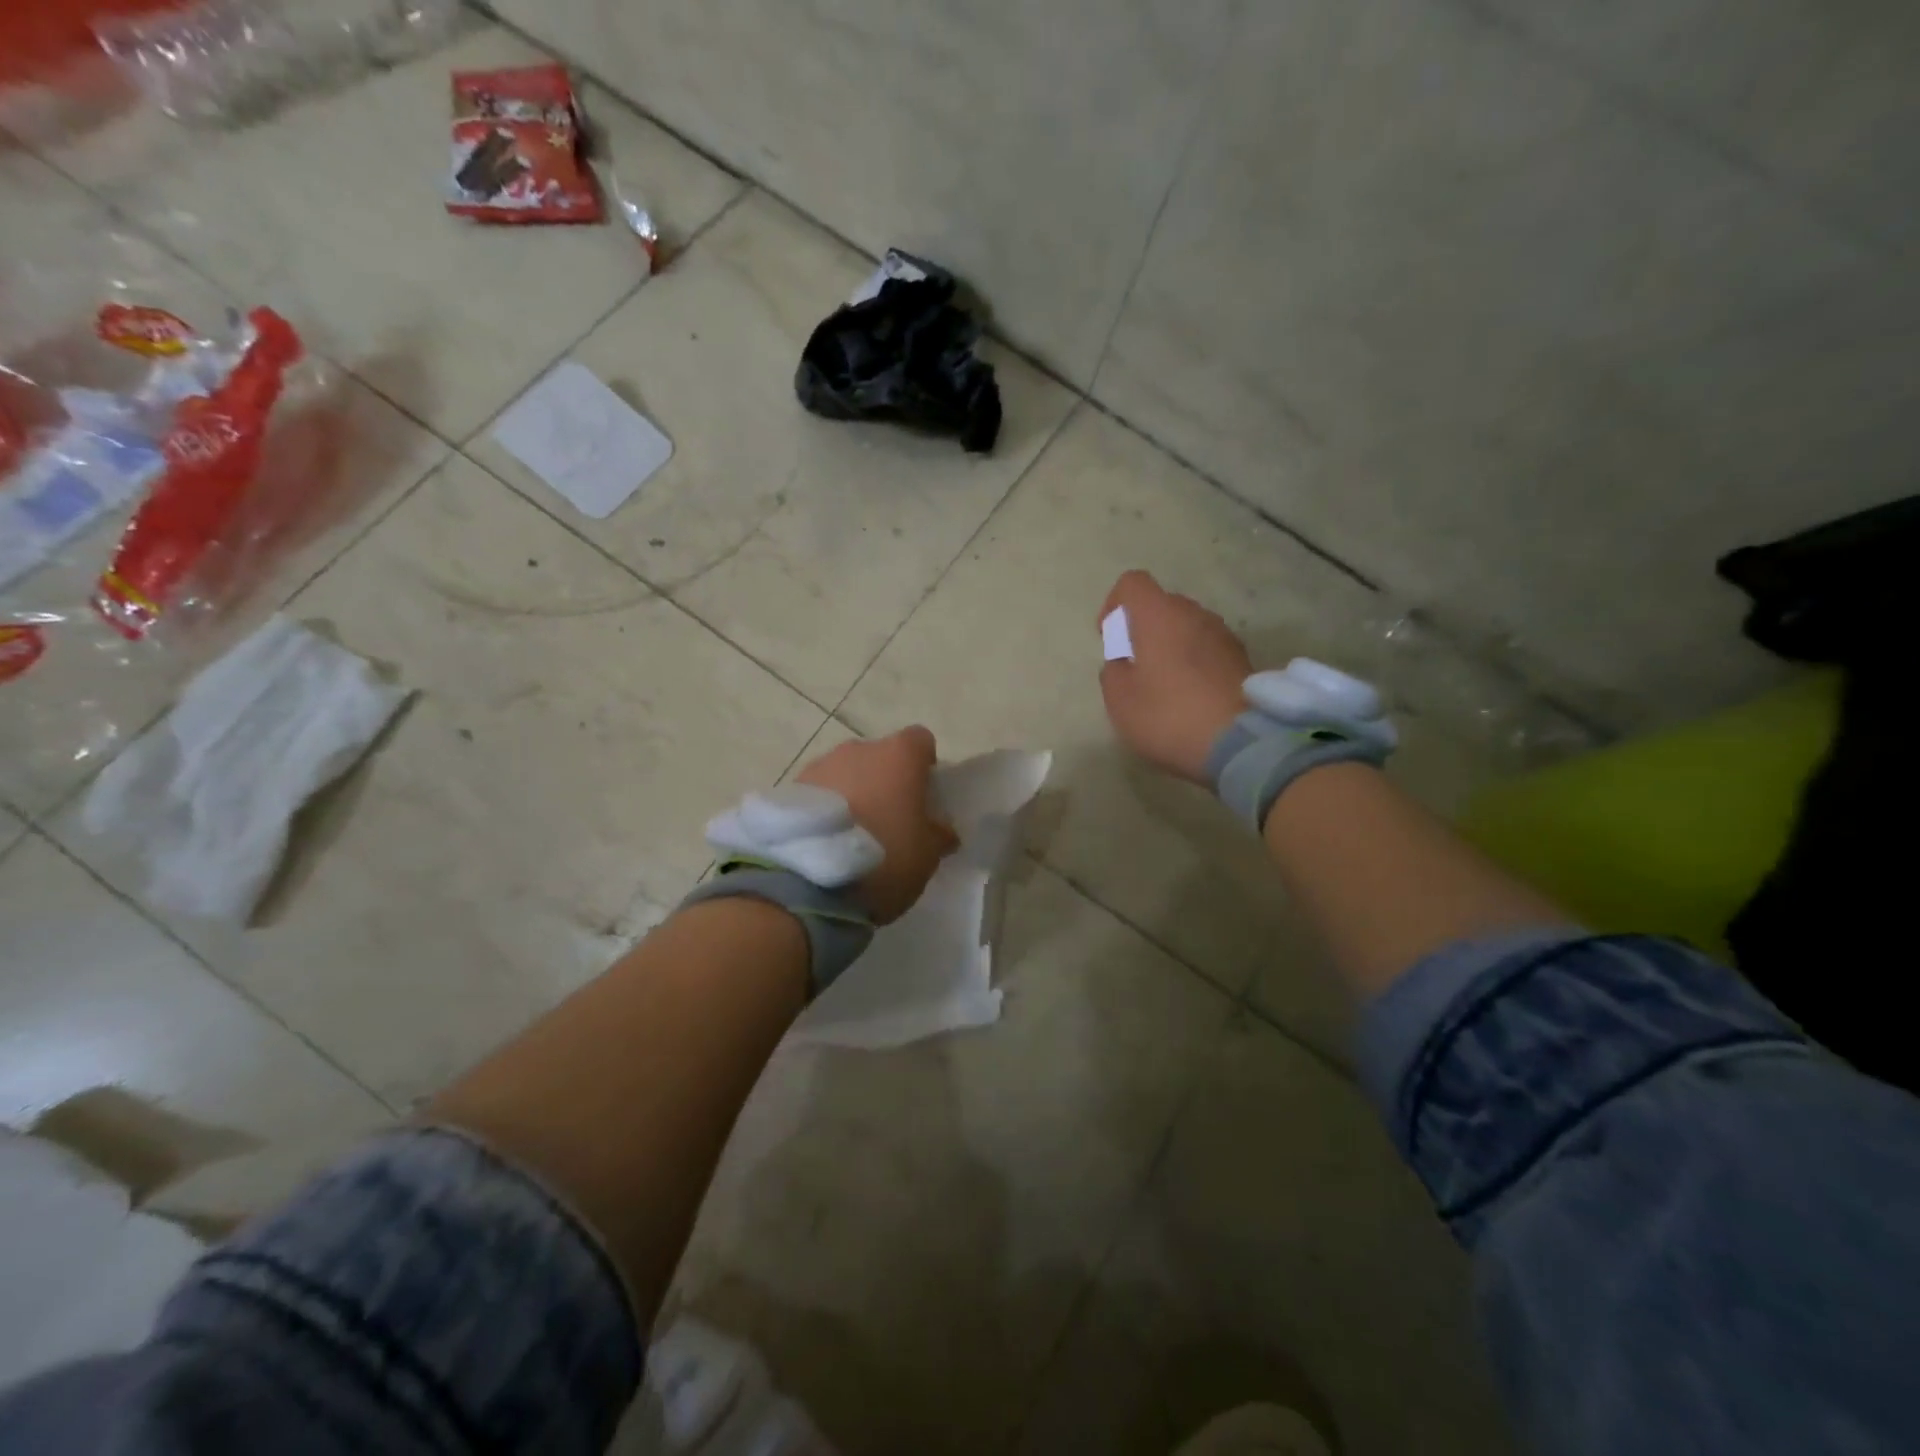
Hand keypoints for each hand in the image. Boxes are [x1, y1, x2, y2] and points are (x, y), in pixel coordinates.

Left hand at [796, 727, 957, 923]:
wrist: (808, 879)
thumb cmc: (884, 857)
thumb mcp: (928, 855)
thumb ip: (938, 834)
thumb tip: (942, 829)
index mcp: (899, 755)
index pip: (920, 742)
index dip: (925, 766)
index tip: (924, 796)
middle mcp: (859, 749)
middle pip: (880, 757)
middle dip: (886, 782)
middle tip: (890, 820)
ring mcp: (820, 765)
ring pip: (847, 773)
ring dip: (854, 794)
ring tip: (852, 835)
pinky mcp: (790, 788)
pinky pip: (819, 793)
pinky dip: (826, 809)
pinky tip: (826, 842)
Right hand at [1099, 570, 1251, 783]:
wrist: (1242, 742)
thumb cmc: (1169, 715)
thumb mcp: (1120, 700)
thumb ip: (1113, 672)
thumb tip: (1124, 663)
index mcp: (1159, 615)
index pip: (1132, 584)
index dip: (1114, 605)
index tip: (1110, 638)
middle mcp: (1194, 614)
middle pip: (1162, 605)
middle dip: (1144, 628)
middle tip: (1135, 667)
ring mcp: (1224, 635)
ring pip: (1188, 627)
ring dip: (1172, 646)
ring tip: (1164, 686)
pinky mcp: (1243, 659)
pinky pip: (1208, 650)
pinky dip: (1195, 664)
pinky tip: (1191, 698)